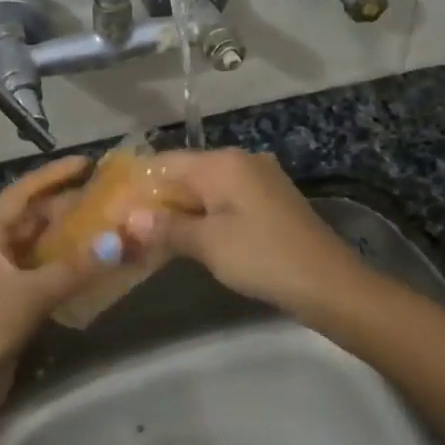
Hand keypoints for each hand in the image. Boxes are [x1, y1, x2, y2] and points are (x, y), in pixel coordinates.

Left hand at [0, 157, 100, 415]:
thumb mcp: (30, 294)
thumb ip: (75, 268)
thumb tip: (119, 243)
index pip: (22, 192)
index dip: (54, 175)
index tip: (87, 162)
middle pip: (31, 216)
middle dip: (66, 205)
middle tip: (106, 196)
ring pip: (37, 244)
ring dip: (67, 236)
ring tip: (106, 223)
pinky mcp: (7, 300)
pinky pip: (40, 270)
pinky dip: (63, 264)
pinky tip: (91, 263)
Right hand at [141, 149, 362, 318]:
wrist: (329, 283)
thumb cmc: (263, 257)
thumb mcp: (209, 244)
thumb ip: (167, 227)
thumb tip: (130, 217)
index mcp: (223, 163)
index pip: (166, 162)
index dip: (138, 184)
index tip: (114, 208)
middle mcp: (241, 160)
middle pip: (187, 173)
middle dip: (159, 200)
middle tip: (129, 227)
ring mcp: (260, 178)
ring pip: (207, 188)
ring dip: (182, 209)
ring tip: (153, 236)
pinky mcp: (271, 199)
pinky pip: (227, 199)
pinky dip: (206, 214)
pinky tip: (192, 237)